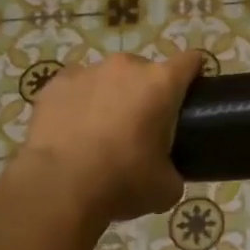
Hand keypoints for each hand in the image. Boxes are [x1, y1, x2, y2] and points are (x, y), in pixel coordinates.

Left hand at [18, 51, 206, 230]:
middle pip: (145, 71)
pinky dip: (77, 103)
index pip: (190, 61)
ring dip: (110, 97)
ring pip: (108, 78)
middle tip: (139, 129)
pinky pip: (74, 88)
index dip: (194, 75)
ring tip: (99, 133)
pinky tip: (70, 133)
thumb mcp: (166, 188)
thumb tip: (167, 171)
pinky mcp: (55, 83)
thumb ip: (174, 169)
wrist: (57, 188)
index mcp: (161, 83)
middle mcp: (127, 66)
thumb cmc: (122, 181)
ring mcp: (87, 71)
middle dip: (145, 93)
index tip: (189, 96)